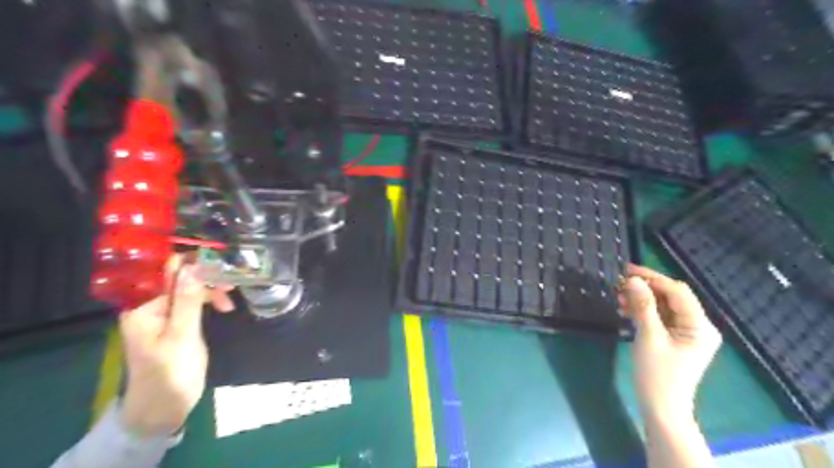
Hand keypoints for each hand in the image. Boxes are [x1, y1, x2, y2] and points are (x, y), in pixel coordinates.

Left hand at [119, 257, 231, 438]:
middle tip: (232, 284)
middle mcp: (150, 306)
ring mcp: (163, 315)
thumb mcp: (182, 335)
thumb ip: (188, 300)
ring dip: (211, 290)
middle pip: (180, 278)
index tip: (221, 262)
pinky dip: (209, 300)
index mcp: (143, 307)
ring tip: (230, 301)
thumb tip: (193, 267)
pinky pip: (192, 302)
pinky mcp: (176, 323)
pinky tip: (223, 306)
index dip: (194, 263)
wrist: (164, 407)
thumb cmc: (171, 372)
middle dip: (207, 278)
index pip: (168, 272)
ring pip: (190, 289)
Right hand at [617, 265, 723, 422]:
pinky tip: (624, 308)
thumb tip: (633, 280)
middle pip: (671, 297)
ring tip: (618, 296)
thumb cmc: (657, 375)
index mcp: (699, 326)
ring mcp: (685, 333)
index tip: (627, 270)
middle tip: (619, 282)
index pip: (678, 292)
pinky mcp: (673, 339)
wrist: (661, 408)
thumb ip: (643, 306)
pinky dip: (642, 311)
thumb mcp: (649, 337)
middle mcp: (697, 326)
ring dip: (641, 299)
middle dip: (645, 288)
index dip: (653, 278)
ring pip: (663, 306)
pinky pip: (659, 317)